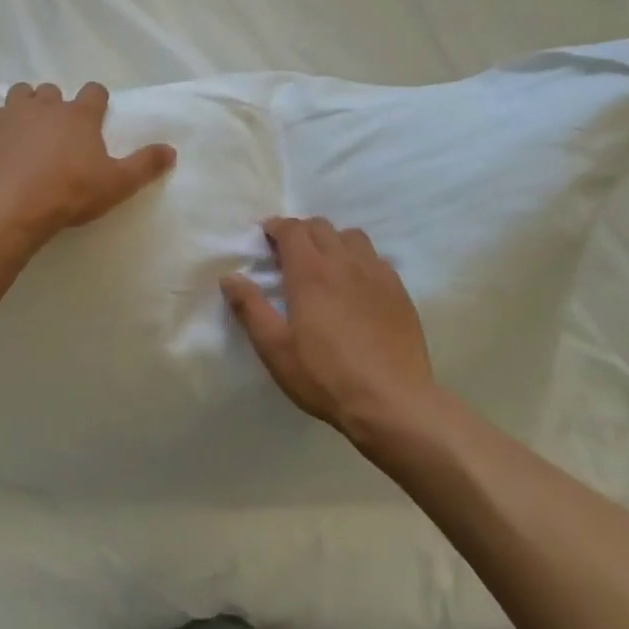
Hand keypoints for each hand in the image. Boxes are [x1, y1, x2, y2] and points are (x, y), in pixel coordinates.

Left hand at [0, 82, 175, 247]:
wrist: (13, 205)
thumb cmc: (70, 194)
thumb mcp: (117, 184)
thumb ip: (145, 165)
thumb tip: (171, 149)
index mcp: (81, 116)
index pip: (94, 92)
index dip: (96, 101)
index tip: (95, 116)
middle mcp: (47, 104)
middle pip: (53, 90)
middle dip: (56, 104)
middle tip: (57, 130)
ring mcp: (13, 111)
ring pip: (21, 91)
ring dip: (25, 102)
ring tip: (25, 125)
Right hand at [221, 217, 434, 441]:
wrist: (392, 402)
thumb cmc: (325, 376)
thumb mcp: (275, 348)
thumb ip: (250, 308)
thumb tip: (229, 277)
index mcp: (310, 272)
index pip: (292, 229)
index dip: (276, 227)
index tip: (266, 236)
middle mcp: (344, 262)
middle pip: (321, 227)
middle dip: (301, 231)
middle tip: (289, 252)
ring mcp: (376, 274)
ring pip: (352, 236)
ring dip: (332, 240)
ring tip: (324, 263)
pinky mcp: (399, 291)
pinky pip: (376, 258)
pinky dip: (359, 259)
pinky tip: (357, 283)